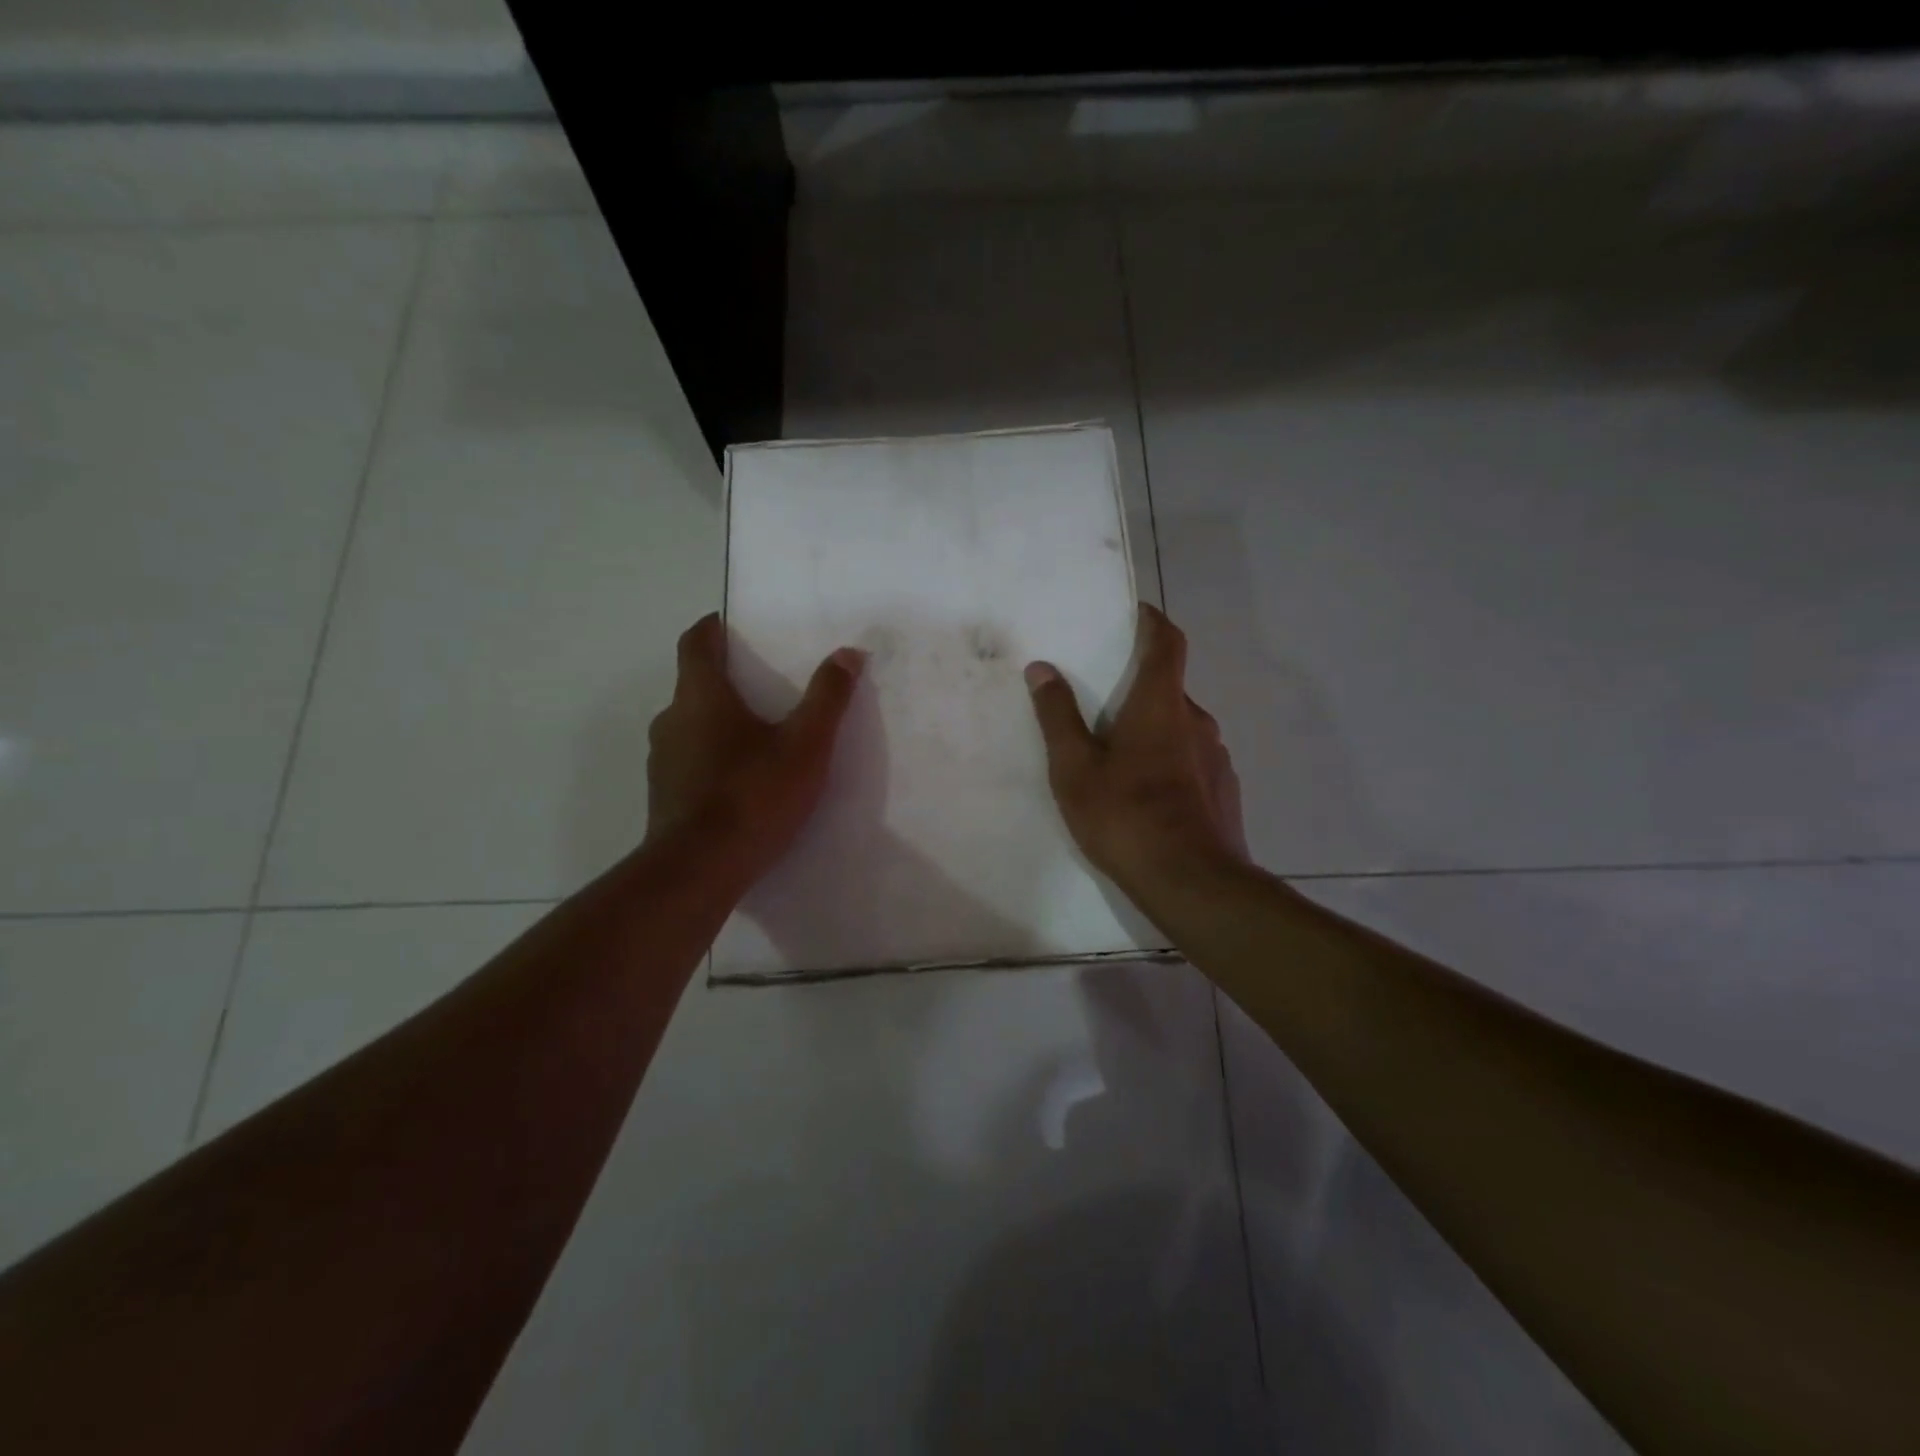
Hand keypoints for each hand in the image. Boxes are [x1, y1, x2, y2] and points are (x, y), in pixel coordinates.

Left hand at [645, 614, 864, 883]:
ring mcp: (662, 761)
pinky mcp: (663, 797)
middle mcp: (671, 721)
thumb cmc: (754, 794)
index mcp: (701, 697)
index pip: (695, 643)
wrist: (700, 869)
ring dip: (716, 723)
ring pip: (690, 726)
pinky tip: (740, 782)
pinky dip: (711, 758)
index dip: (711, 628)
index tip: (729, 624)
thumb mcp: (806, 745)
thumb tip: (848, 652)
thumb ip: (828, 697)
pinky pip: (688, 762)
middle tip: (762, 686)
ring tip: (757, 737)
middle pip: (693, 685)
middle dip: (724, 680)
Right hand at [1025, 604, 1245, 895]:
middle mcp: (1196, 721)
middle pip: (1170, 688)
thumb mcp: (1075, 769)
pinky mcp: (1224, 790)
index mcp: (1160, 705)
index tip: (1135, 612)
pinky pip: (1193, 760)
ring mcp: (1217, 757)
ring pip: (1181, 728)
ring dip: (1155, 729)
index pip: (1167, 642)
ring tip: (1120, 758)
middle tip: (1104, 705)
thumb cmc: (1125, 817)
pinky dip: (1170, 762)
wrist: (1193, 883)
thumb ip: (1057, 716)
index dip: (1153, 621)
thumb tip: (1042, 669)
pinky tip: (1148, 796)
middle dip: (1140, 687)